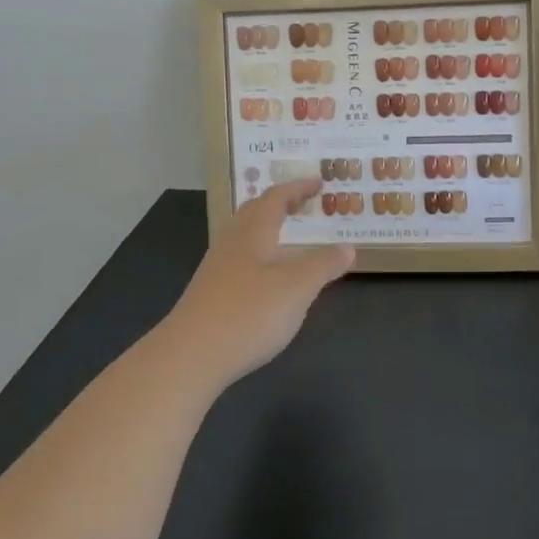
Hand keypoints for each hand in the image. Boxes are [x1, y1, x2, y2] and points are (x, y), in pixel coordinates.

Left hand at [159, 179, 354, 387]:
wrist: (190, 356)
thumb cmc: (249, 313)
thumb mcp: (297, 288)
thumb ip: (324, 265)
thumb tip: (348, 247)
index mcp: (253, 233)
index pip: (275, 198)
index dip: (297, 188)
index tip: (318, 183)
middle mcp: (231, 244)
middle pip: (254, 212)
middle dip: (279, 204)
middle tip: (303, 204)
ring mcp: (216, 270)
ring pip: (243, 237)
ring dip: (266, 230)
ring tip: (288, 238)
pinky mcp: (210, 295)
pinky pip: (238, 261)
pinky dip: (259, 256)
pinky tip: (266, 278)